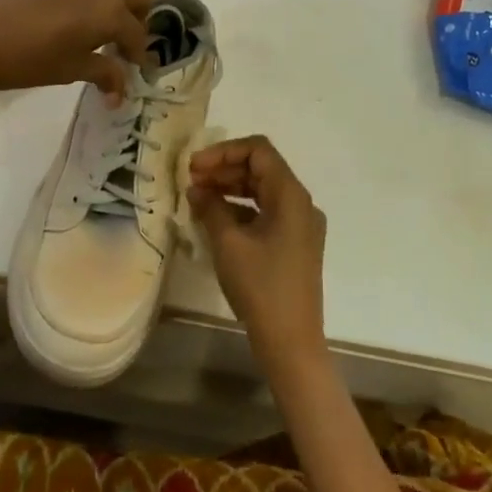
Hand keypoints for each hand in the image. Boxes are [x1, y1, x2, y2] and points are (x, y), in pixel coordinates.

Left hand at [0, 0, 153, 97]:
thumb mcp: (70, 70)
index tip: (132, 68)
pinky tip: (68, 11)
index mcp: (109, 11)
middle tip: (121, 41)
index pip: (137, 32)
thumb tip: (120, 94)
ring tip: (100, 22)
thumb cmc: (25, 60)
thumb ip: (103, 74)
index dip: (138, 53)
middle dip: (136, 18)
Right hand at [187, 136, 327, 374]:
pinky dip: (241, 209)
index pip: (258, 150)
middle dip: (224, 169)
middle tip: (191, 182)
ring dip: (230, 189)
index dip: (223, 152)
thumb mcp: (228, 244)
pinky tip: (215, 220)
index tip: (194, 167)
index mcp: (291, 196)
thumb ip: (211, 208)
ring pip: (262, 191)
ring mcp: (301, 225)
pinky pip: (266, 212)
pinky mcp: (295, 244)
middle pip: (261, 169)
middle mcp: (301, 204)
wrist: (291, 340)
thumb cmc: (260, 287)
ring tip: (198, 198)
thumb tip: (197, 189)